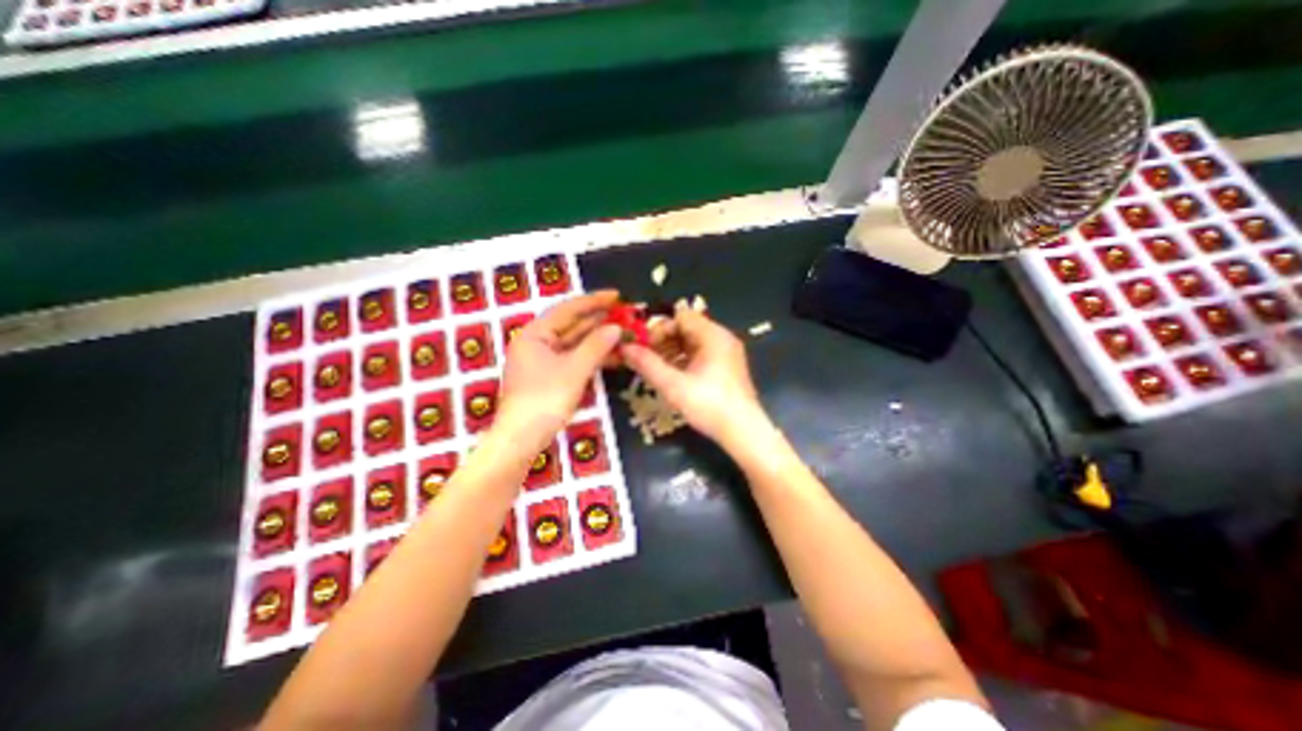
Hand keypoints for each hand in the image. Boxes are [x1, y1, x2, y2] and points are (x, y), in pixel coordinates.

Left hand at [496, 289, 621, 449]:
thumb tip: (616, 328)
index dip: (594, 301)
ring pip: (575, 343)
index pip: (568, 309)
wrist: (521, 439)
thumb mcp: (574, 370)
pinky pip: (574, 359)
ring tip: (625, 334)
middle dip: (600, 321)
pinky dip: (592, 356)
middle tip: (626, 316)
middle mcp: (537, 342)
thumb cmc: (545, 400)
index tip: (618, 296)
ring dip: (599, 340)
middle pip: (572, 325)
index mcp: (535, 334)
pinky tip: (612, 355)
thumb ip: (596, 345)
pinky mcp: (550, 376)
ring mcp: (543, 360)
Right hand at [618, 301, 764, 447]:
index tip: (644, 347)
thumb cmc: (709, 406)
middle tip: (646, 359)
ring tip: (656, 369)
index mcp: (713, 335)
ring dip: (672, 351)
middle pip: (687, 328)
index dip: (659, 329)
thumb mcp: (673, 385)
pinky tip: (673, 376)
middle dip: (664, 341)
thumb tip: (625, 348)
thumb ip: (647, 364)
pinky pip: (701, 354)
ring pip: (693, 342)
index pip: (681, 317)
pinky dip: (684, 360)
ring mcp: (727, 353)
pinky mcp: (727, 367)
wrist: (743, 432)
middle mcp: (722, 338)